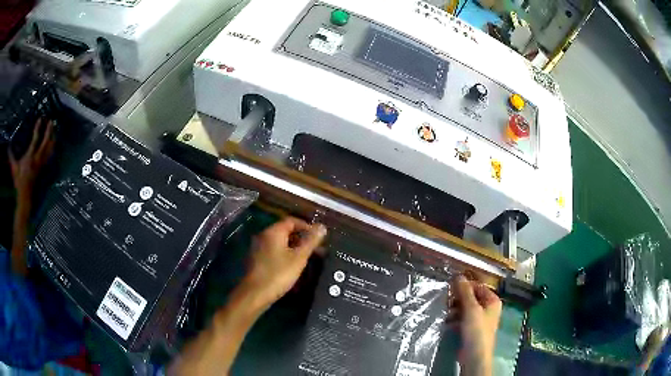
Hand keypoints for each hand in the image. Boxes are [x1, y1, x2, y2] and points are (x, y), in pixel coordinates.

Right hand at [9, 118, 55, 198]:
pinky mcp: (42, 168)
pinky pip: (49, 156)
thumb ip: (11, 156)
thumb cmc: (19, 182)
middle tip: (51, 121)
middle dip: (48, 131)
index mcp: (30, 157)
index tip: (39, 119)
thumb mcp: (14, 168)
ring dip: (52, 138)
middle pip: (45, 143)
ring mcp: (41, 164)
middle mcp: (37, 160)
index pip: (35, 140)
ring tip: (54, 128)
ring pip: (49, 149)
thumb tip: (8, 146)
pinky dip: (52, 148)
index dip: (37, 129)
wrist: (25, 197)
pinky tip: (54, 142)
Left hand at [240, 217, 326, 312]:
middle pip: (286, 231)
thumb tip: (322, 226)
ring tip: (308, 259)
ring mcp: (258, 248)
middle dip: (302, 238)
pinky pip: (274, 251)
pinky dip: (285, 254)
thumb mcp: (299, 258)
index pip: (292, 221)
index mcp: (273, 232)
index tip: (319, 238)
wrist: (255, 294)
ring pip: (280, 242)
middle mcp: (264, 236)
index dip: (307, 227)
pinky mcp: (257, 259)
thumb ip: (311, 241)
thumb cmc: (278, 274)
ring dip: (295, 248)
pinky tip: (293, 266)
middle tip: (316, 249)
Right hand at [455, 276, 501, 375]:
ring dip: (454, 309)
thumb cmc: (477, 331)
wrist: (474, 356)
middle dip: (458, 299)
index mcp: (492, 301)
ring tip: (445, 312)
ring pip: (465, 308)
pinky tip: (447, 322)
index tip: (450, 287)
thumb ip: (465, 292)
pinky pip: (462, 319)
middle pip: (471, 297)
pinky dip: (455, 319)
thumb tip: (458, 276)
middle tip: (446, 301)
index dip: (465, 286)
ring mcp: (479, 319)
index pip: (477, 286)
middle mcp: (487, 308)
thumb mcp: (471, 309)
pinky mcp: (471, 329)